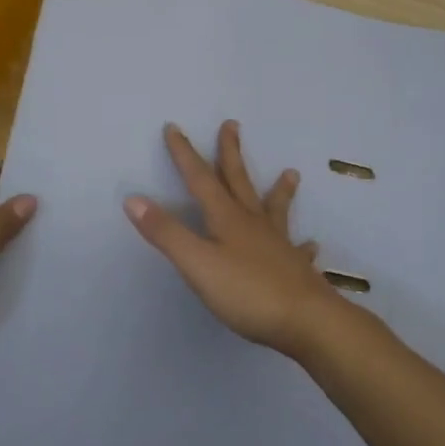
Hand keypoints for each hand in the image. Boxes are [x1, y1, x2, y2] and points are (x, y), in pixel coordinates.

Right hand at [123, 121, 348, 357]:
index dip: (184, 154)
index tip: (174, 127)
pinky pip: (299, 252)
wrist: (306, 320)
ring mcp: (278, 245)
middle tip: (232, 124)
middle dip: (230, 153)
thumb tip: (133, 198)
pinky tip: (311, 245)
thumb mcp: (197, 264)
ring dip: (280, 190)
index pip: (200, 179)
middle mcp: (253, 224)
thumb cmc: (247, 292)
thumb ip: (166, 233)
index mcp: (227, 219)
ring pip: (275, 209)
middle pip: (239, 181)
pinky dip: (302, 245)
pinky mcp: (295, 270)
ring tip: (291, 172)